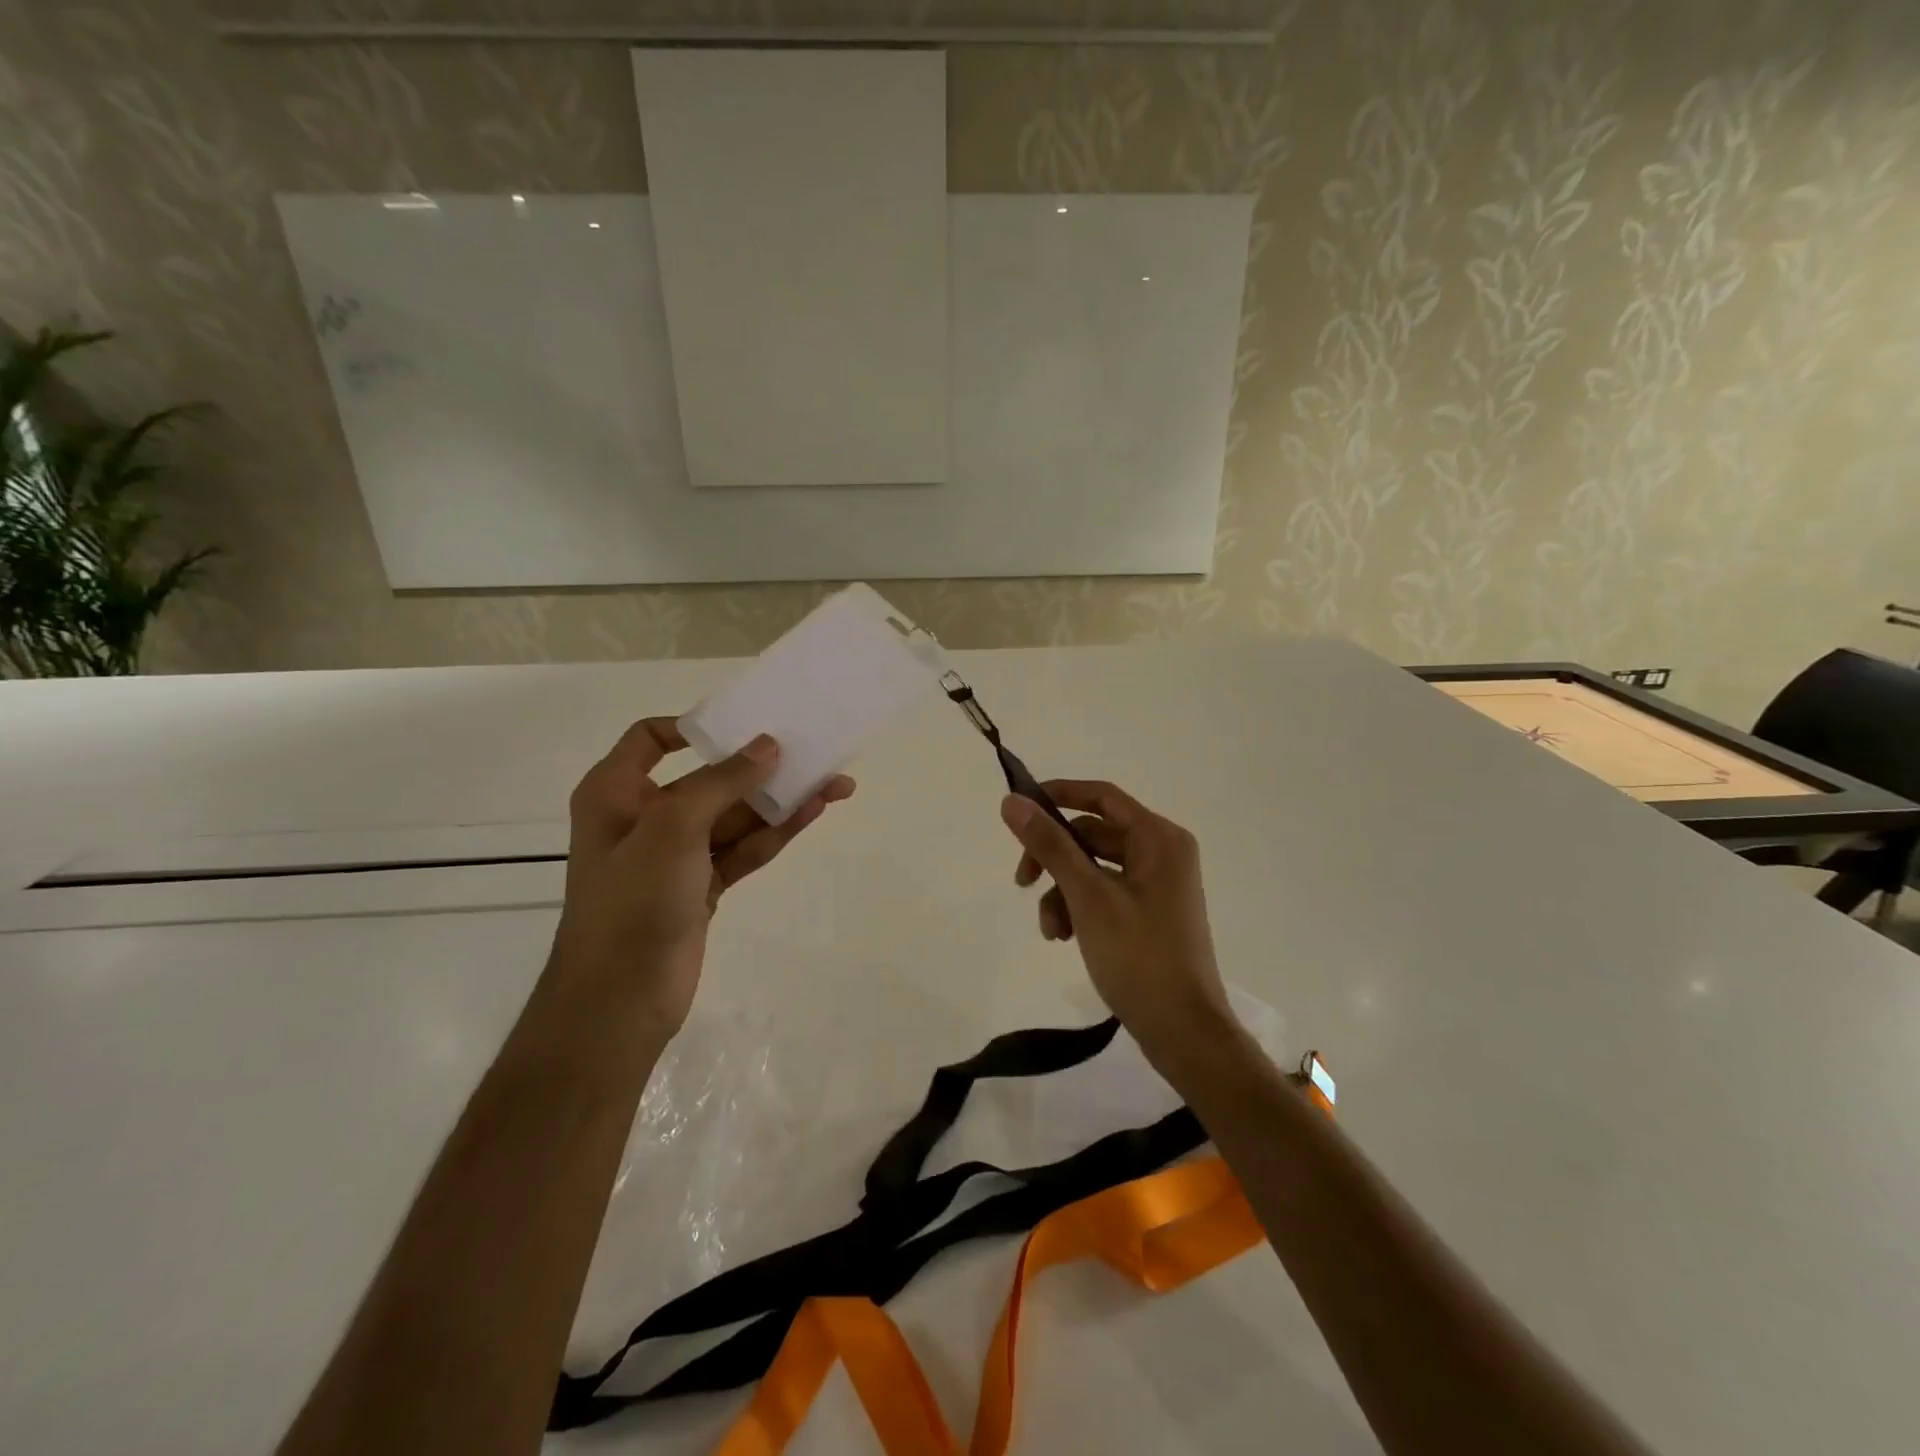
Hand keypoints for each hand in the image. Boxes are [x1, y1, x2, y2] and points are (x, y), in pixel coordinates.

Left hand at [548, 718, 854, 1038]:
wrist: (620, 999)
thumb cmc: (633, 900)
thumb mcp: (673, 827)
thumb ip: (722, 781)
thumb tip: (767, 746)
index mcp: (616, 792)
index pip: (651, 739)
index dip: (695, 727)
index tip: (743, 724)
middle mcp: (645, 817)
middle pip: (709, 779)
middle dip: (761, 768)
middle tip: (811, 752)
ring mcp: (677, 856)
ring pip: (735, 816)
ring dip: (780, 801)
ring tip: (835, 784)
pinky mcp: (703, 886)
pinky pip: (743, 849)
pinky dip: (775, 833)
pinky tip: (813, 813)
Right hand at [1001, 782, 1234, 1060]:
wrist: (1184, 1032)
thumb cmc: (1139, 957)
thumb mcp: (1087, 897)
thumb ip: (1050, 845)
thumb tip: (1012, 801)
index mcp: (1159, 839)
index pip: (1101, 797)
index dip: (1058, 795)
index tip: (1018, 808)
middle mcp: (1162, 853)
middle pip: (1093, 835)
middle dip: (1054, 859)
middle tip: (1022, 881)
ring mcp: (1157, 885)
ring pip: (1093, 868)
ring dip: (1062, 891)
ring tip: (1050, 929)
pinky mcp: (1148, 913)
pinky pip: (1104, 893)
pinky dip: (1079, 908)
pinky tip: (1064, 937)